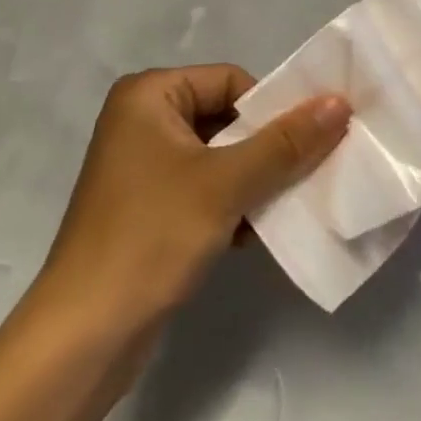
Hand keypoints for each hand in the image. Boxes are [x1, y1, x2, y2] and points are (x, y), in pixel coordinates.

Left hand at [38, 64, 351, 326]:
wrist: (81, 340)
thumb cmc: (151, 237)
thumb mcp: (225, 184)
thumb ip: (284, 143)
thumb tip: (338, 102)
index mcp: (150, 94)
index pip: (230, 81)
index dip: (270, 109)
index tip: (307, 141)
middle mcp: (141, 119)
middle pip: (223, 117)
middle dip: (264, 148)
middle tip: (307, 172)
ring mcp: (140, 166)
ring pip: (215, 156)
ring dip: (251, 180)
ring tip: (284, 205)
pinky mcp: (143, 208)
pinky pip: (199, 188)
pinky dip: (228, 204)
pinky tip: (252, 234)